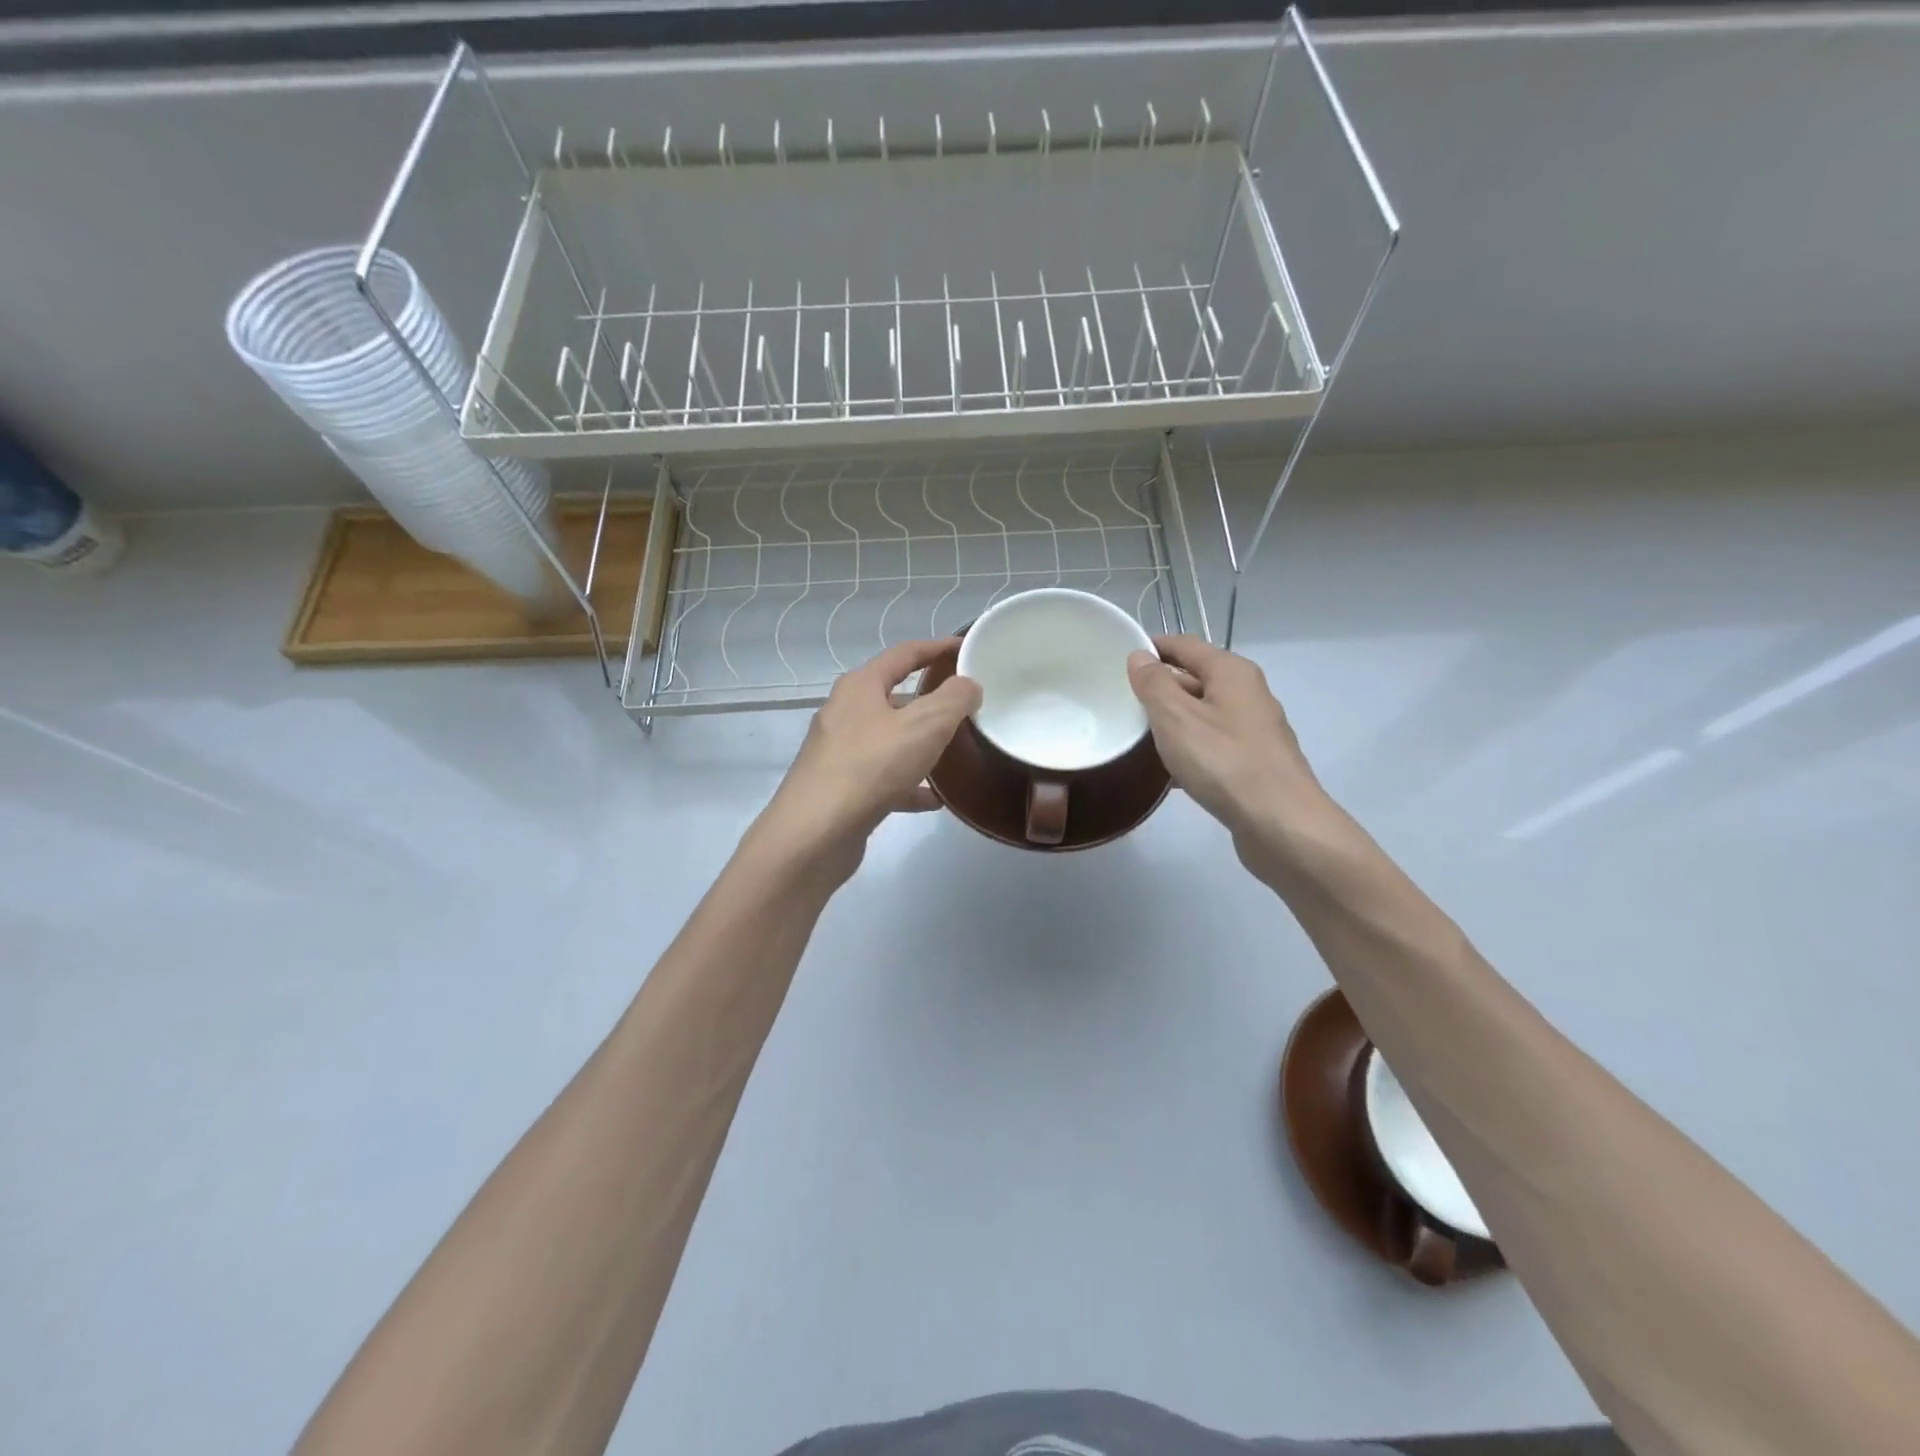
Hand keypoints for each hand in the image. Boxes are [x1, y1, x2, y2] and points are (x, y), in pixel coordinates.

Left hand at [750, 639, 980, 880]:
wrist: (816, 832)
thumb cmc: (872, 766)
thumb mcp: (925, 725)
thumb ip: (953, 700)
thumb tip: (968, 685)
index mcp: (860, 687)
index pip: (904, 654)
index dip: (937, 648)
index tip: (965, 648)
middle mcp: (844, 713)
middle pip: (893, 697)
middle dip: (929, 701)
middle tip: (965, 707)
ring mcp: (839, 752)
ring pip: (889, 739)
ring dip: (919, 744)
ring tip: (954, 752)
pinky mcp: (841, 788)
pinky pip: (883, 777)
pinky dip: (909, 784)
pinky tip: (934, 800)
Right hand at [1127, 635, 1327, 850]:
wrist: (1281, 824)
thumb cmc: (1224, 762)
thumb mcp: (1176, 717)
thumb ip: (1154, 684)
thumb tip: (1139, 657)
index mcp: (1232, 673)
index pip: (1185, 645)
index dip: (1152, 648)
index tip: (1118, 659)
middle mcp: (1248, 694)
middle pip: (1196, 679)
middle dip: (1159, 688)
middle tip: (1120, 702)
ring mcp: (1254, 731)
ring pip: (1203, 715)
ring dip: (1172, 722)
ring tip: (1135, 736)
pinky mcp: (1254, 763)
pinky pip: (1212, 745)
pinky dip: (1189, 750)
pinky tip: (1167, 772)